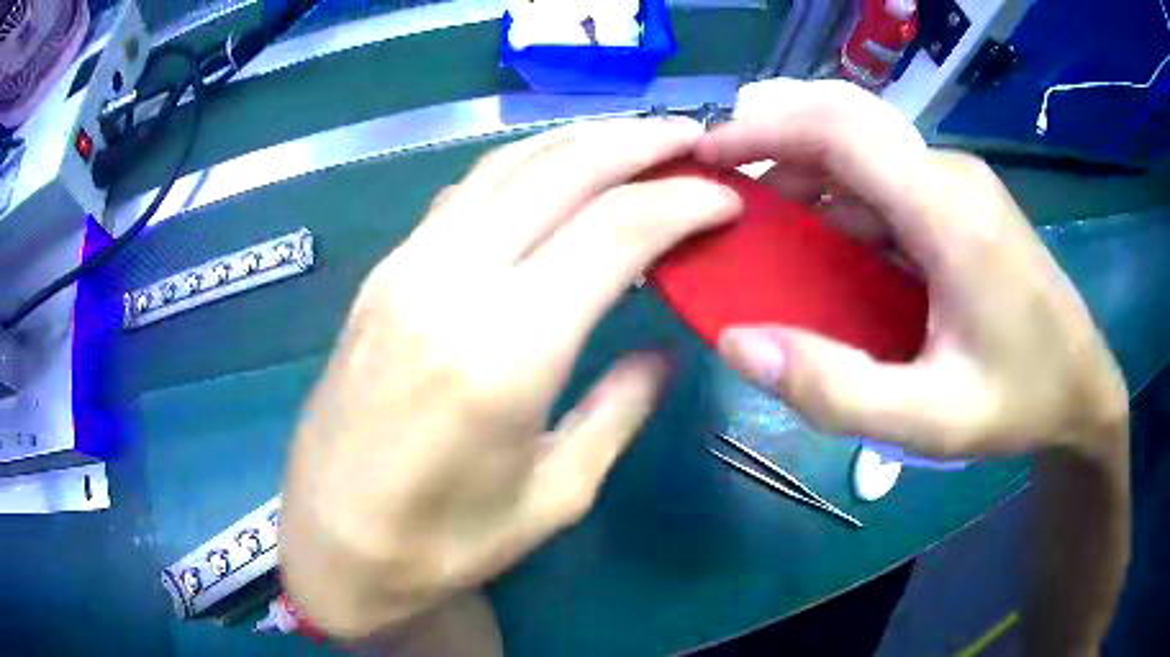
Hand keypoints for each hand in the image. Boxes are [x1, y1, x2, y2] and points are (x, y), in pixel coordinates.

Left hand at [280, 118, 740, 639]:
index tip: (727, 198)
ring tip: (635, 138)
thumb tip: (664, 352)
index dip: (682, 202)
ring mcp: (406, 268)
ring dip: (580, 140)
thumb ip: (620, 409)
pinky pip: (465, 192)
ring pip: (507, 165)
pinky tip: (555, 171)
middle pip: (561, 171)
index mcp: (505, 350)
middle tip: (691, 137)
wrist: (333, 542)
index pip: (616, 232)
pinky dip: (523, 165)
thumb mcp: (555, 495)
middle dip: (637, 142)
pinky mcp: (382, 273)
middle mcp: (450, 282)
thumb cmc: (443, 543)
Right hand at [696, 79, 1127, 457]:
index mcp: (949, 213)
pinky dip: (840, 192)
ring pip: (866, 149)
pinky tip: (824, 234)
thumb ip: (836, 390)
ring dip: (807, 170)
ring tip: (762, 217)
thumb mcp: (929, 420)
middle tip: (725, 184)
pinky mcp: (963, 201)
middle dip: (775, 139)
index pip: (842, 130)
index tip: (708, 153)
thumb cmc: (1019, 402)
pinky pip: (887, 177)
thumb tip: (739, 343)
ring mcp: (959, 184)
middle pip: (848, 123)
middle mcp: (951, 176)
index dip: (765, 130)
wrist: (1082, 389)